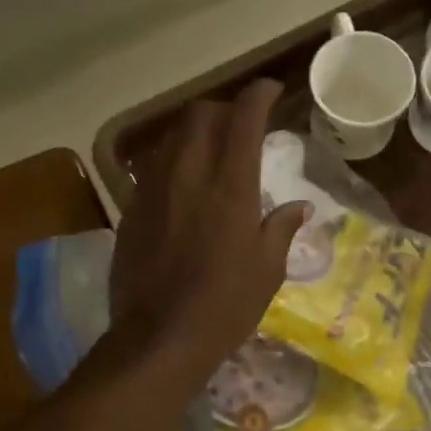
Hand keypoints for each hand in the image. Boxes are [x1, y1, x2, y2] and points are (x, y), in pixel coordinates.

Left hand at [111, 79, 310, 377]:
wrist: (158, 337)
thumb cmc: (224, 306)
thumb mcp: (267, 271)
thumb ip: (281, 229)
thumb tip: (299, 207)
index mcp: (230, 185)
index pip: (243, 117)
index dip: (259, 95)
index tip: (271, 93)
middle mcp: (188, 174)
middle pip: (200, 114)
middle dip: (224, 109)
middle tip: (241, 126)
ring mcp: (153, 189)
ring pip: (172, 136)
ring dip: (195, 133)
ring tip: (212, 152)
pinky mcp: (131, 208)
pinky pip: (154, 167)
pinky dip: (174, 161)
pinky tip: (184, 186)